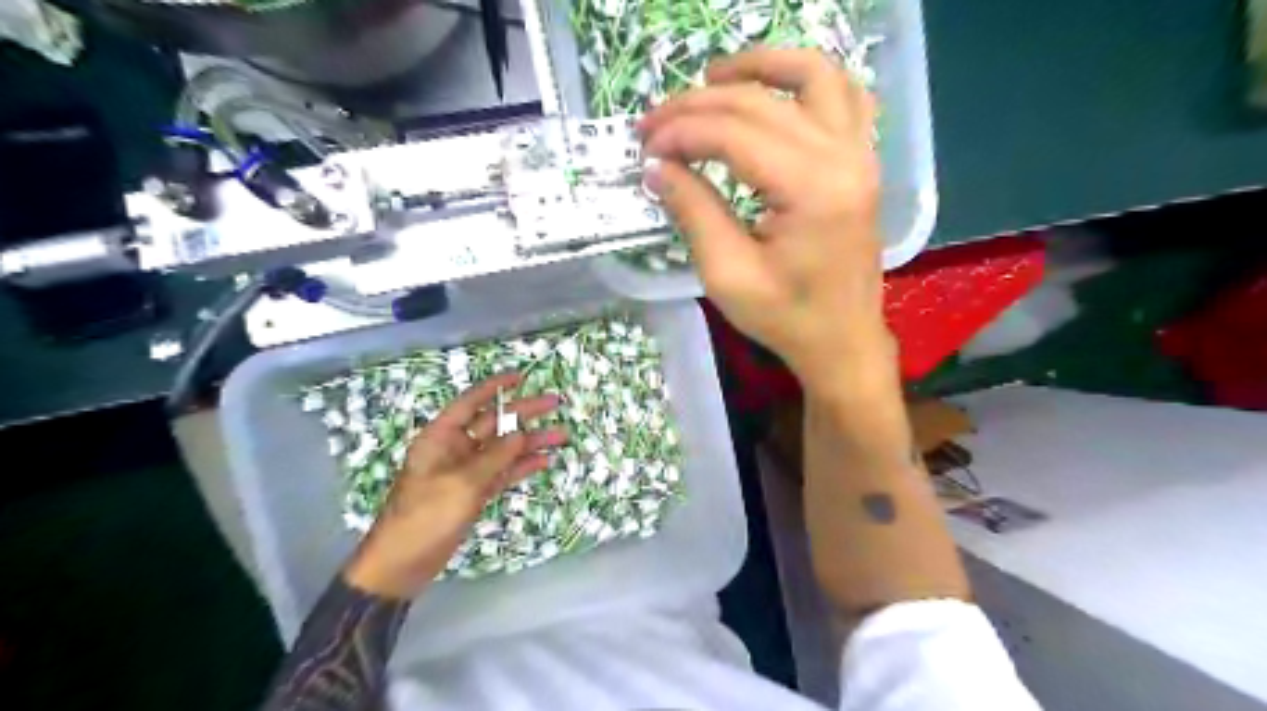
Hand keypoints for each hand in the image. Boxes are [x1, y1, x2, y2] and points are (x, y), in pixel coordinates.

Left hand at [344, 372, 566, 598]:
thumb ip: (495, 457)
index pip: (470, 402)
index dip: (494, 387)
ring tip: (562, 435)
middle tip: (555, 403)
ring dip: (530, 442)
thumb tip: (522, 434)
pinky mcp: (475, 492)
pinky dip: (522, 466)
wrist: (402, 564)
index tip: (521, 377)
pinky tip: (545, 461)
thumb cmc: (425, 516)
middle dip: (524, 414)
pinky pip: (503, 472)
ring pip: (504, 449)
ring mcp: (466, 471)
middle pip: (494, 423)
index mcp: (441, 437)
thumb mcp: (461, 483)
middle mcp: (455, 448)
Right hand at [639, 46, 893, 396]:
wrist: (843, 340)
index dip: (681, 133)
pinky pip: (844, 95)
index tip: (645, 149)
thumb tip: (656, 167)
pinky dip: (806, 81)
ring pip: (813, 75)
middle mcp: (844, 157)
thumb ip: (693, 212)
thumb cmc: (786, 318)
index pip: (734, 134)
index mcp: (812, 190)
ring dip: (759, 66)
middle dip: (698, 106)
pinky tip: (772, 91)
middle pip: (761, 102)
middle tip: (654, 125)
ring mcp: (861, 153)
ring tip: (710, 79)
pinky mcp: (863, 160)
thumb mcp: (727, 275)